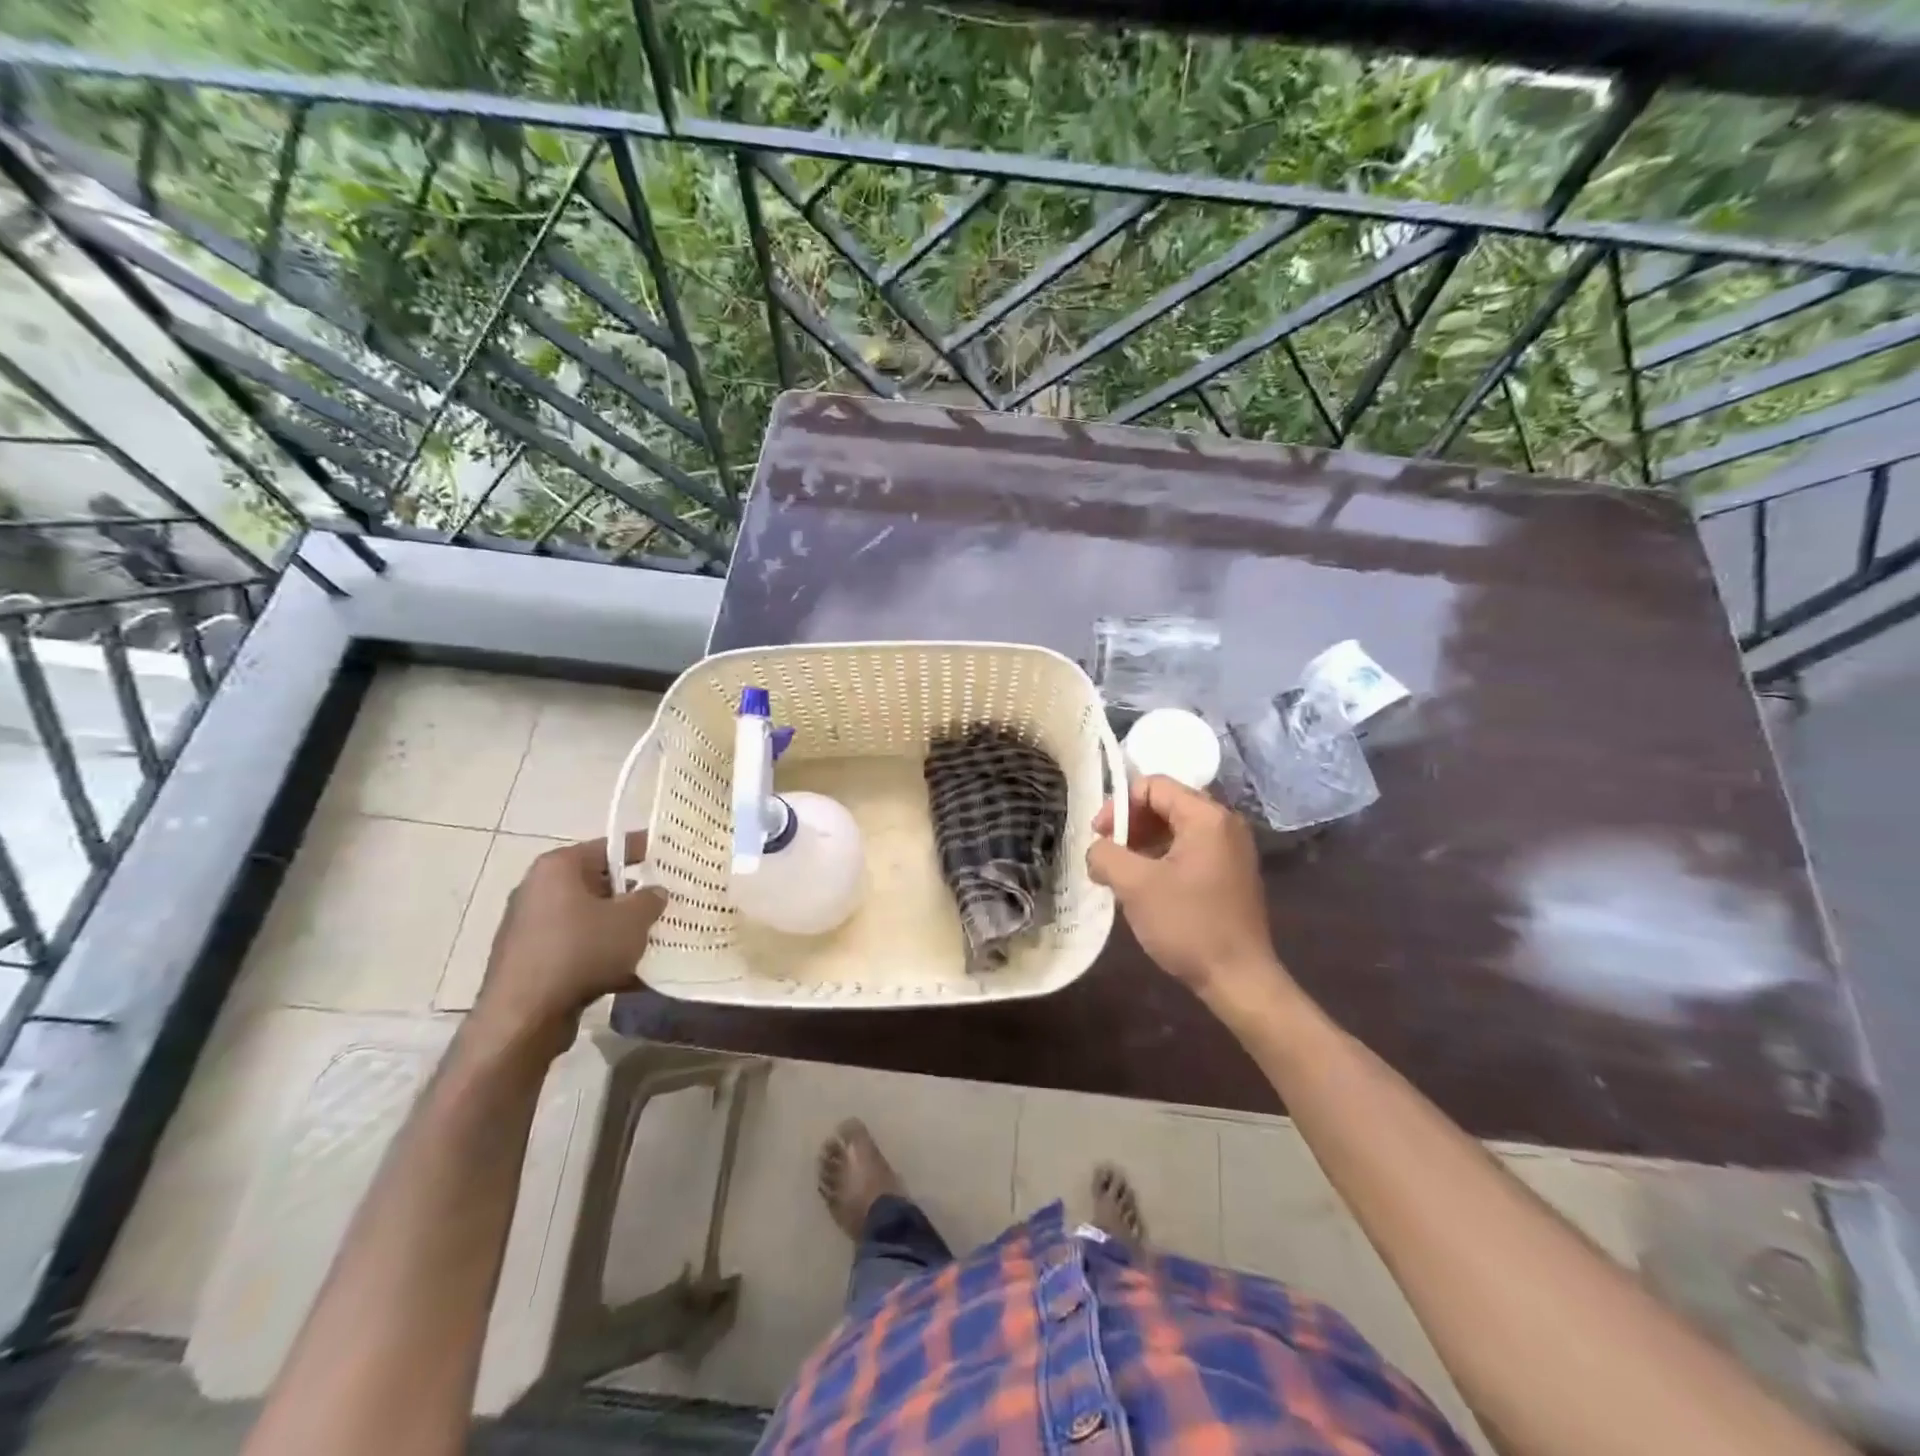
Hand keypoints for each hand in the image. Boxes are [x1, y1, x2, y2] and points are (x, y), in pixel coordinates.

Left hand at [469, 833, 665, 1060]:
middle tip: (668, 902)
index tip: (672, 857)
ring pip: (589, 919)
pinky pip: (577, 948)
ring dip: (619, 928)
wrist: (524, 1018)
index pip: (610, 846)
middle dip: (634, 895)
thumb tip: (654, 892)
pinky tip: (630, 973)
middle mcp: (538, 889)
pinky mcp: (530, 961)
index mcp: (558, 867)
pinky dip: (602, 955)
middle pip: (599, 883)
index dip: (645, 850)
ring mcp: (531, 927)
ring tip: (654, 939)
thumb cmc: (580, 951)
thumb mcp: (632, 919)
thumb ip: (651, 899)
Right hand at [1088, 776, 1284, 1001]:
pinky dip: (1162, 858)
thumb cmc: (1188, 925)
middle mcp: (1225, 825)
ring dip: (1143, 843)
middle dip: (1130, 824)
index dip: (1119, 804)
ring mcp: (1231, 850)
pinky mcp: (1230, 874)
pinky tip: (1144, 886)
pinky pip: (1189, 850)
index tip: (1099, 835)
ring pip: (1176, 829)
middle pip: (1166, 804)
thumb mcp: (1135, 885)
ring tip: (1120, 872)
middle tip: (1106, 853)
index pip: (1154, 786)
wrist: (1239, 979)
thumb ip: (1106, 855)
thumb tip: (1097, 851)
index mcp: (1207, 817)